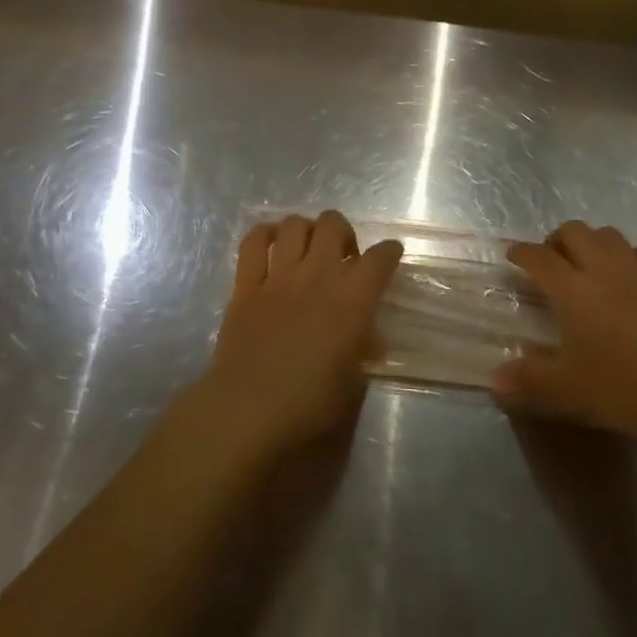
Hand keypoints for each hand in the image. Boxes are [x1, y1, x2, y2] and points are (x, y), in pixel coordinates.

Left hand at [190, 212, 402, 464]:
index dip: (389, 251)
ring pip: (295, 224)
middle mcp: (318, 277)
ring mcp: (279, 276)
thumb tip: (365, 338)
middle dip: (343, 232)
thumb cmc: (308, 406)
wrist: (248, 411)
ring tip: (308, 250)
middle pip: (333, 224)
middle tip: (342, 257)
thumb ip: (362, 352)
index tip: (389, 255)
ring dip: (306, 230)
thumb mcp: (352, 385)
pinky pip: (254, 241)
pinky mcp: (246, 284)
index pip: (380, 258)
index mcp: (352, 302)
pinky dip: (265, 234)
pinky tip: (272, 244)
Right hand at [496, 221, 636, 445]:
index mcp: (572, 290)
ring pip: (610, 235)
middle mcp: (603, 270)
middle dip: (556, 240)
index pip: (538, 257)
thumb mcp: (570, 389)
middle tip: (551, 262)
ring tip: (588, 263)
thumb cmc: (626, 387)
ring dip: (594, 242)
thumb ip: (529, 379)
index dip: (521, 252)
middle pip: (574, 231)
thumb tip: (494, 377)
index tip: (511, 255)